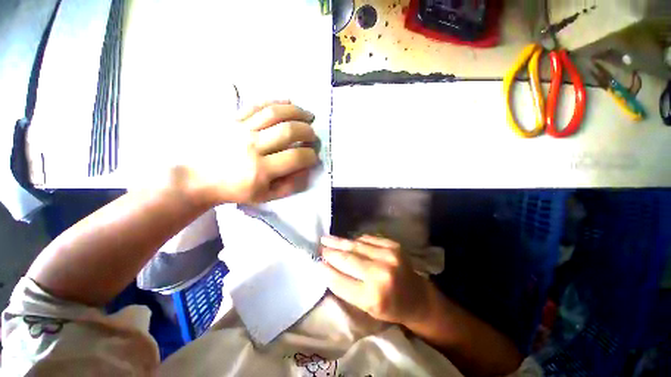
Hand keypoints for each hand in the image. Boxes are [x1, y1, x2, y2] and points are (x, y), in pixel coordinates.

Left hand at [172, 101, 318, 204]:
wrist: (198, 177)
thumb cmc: (235, 190)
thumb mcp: (265, 196)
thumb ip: (290, 185)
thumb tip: (307, 168)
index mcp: (261, 170)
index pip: (296, 157)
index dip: (311, 155)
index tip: (314, 156)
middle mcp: (253, 146)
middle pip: (289, 131)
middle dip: (308, 132)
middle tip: (313, 136)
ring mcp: (241, 129)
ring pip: (275, 113)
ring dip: (298, 112)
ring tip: (309, 116)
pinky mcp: (232, 118)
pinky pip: (257, 105)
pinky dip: (277, 101)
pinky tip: (290, 102)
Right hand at [320, 235, 429, 325]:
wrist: (417, 296)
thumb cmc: (390, 306)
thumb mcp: (366, 307)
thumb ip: (346, 288)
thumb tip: (326, 267)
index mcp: (373, 297)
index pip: (341, 281)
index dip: (327, 270)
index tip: (317, 262)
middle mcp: (381, 274)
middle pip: (348, 259)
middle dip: (331, 252)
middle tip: (320, 246)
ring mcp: (389, 256)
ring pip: (356, 245)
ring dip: (340, 242)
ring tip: (327, 239)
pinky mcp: (393, 245)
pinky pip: (367, 238)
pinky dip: (356, 240)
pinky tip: (348, 240)